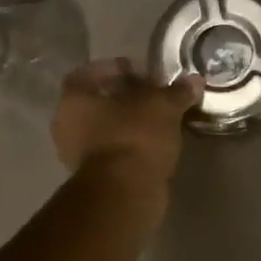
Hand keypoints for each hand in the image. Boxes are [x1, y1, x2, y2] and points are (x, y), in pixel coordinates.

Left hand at [51, 59, 202, 185]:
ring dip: (125, 124)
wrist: (126, 191)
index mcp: (74, 99)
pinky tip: (151, 144)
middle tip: (149, 95)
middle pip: (95, 103)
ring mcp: (77, 155)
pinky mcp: (94, 177)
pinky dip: (128, 145)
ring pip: (103, 129)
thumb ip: (177, 92)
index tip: (135, 70)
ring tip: (155, 121)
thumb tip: (194, 80)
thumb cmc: (135, 137)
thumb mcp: (163, 107)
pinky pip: (111, 151)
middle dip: (121, 98)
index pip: (86, 74)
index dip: (111, 69)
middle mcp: (66, 125)